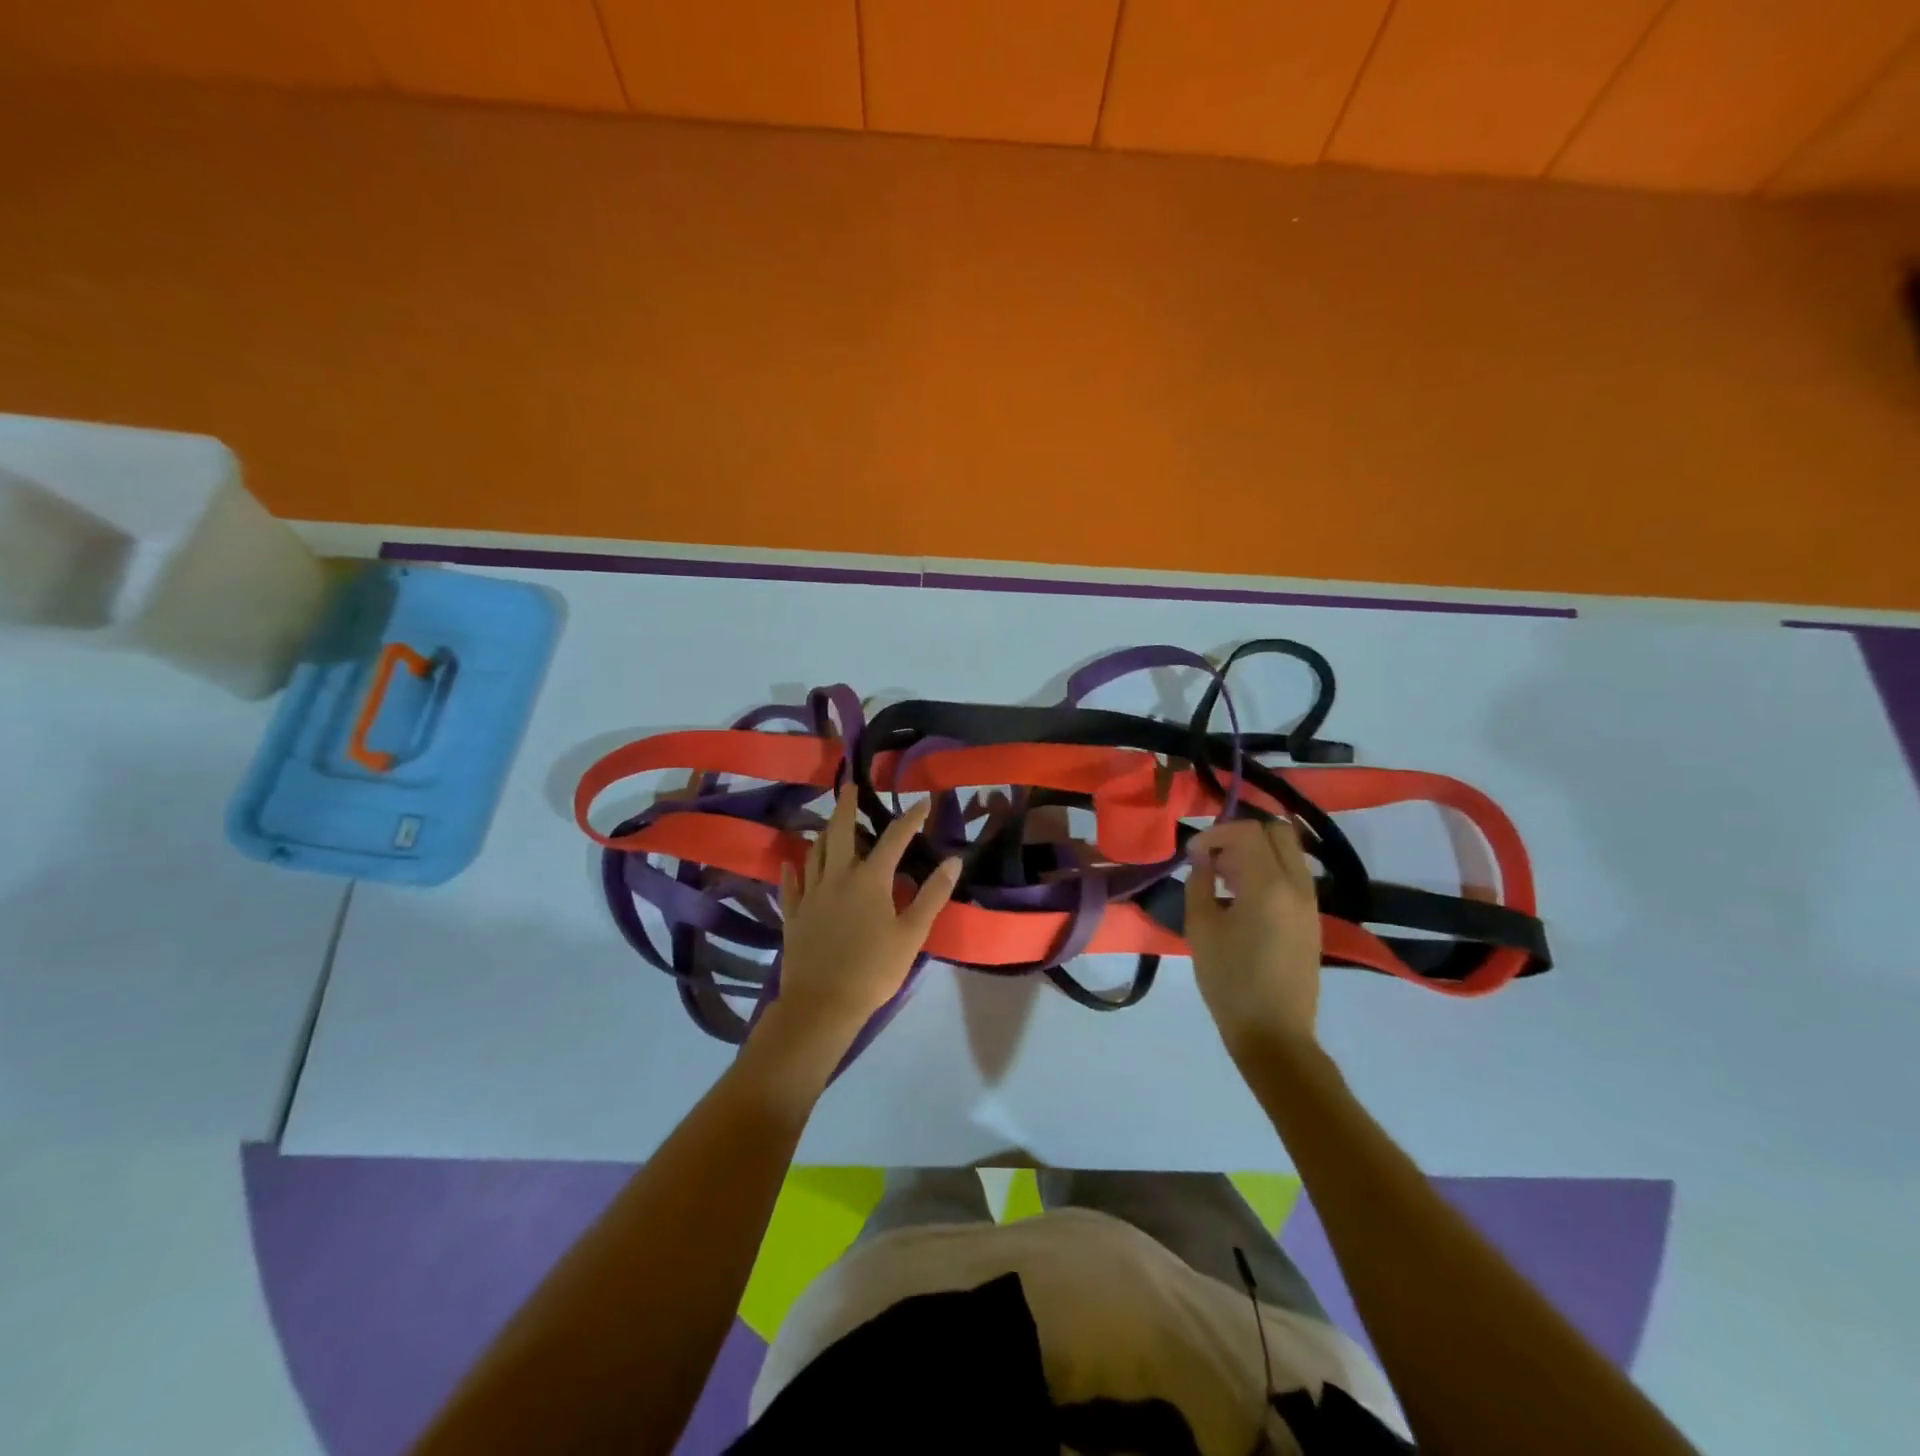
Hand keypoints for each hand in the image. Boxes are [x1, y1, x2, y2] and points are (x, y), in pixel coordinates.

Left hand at [763, 785, 959, 1061]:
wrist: (822, 1004)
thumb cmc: (874, 969)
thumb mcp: (912, 934)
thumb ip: (932, 895)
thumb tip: (953, 860)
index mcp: (869, 879)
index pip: (894, 838)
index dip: (910, 818)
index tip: (923, 801)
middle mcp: (837, 877)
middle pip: (839, 832)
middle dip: (846, 806)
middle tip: (849, 786)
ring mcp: (811, 895)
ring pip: (814, 853)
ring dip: (823, 834)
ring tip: (828, 823)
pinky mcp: (794, 915)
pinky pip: (791, 885)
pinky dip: (792, 870)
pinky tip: (791, 863)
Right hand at [1183, 817, 1322, 1061]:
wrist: (1274, 1033)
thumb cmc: (1229, 981)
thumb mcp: (1200, 929)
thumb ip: (1199, 883)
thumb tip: (1202, 859)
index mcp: (1268, 886)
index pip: (1247, 831)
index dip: (1215, 833)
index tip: (1193, 853)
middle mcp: (1297, 885)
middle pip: (1277, 831)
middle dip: (1241, 834)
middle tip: (1213, 857)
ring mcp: (1310, 902)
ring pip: (1288, 851)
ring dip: (1257, 851)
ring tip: (1224, 877)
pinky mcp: (1312, 919)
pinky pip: (1293, 875)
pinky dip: (1269, 870)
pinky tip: (1242, 897)